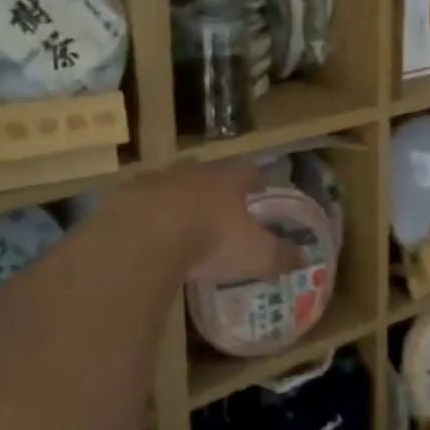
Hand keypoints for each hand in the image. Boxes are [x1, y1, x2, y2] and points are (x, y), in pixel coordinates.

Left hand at [102, 162, 303, 287]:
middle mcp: (193, 173)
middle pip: (208, 172)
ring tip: (179, 218)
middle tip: (218, 202)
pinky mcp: (124, 196)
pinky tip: (145, 231)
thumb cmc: (209, 241)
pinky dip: (145, 213)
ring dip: (177, 197)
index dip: (256, 178)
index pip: (248, 172)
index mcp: (227, 182)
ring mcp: (156, 180)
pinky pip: (139, 201)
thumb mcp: (255, 255)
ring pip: (172, 183)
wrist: (144, 236)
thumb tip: (305, 257)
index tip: (260, 183)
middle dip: (214, 185)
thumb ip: (280, 255)